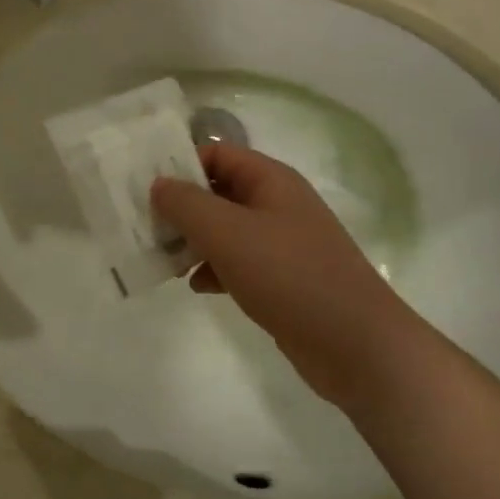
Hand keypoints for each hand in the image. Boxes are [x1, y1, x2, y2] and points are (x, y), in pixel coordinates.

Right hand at [152, 142, 414, 405]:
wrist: (355, 344)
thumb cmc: (289, 276)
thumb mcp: (228, 233)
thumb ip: (186, 205)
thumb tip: (159, 184)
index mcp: (270, 180)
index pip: (216, 154)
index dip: (180, 164)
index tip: (144, 188)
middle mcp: (276, 204)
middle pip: (218, 191)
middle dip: (181, 207)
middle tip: (145, 227)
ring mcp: (281, 243)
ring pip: (225, 229)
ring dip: (194, 240)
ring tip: (165, 260)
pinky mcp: (281, 278)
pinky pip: (238, 262)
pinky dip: (215, 269)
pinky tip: (198, 287)